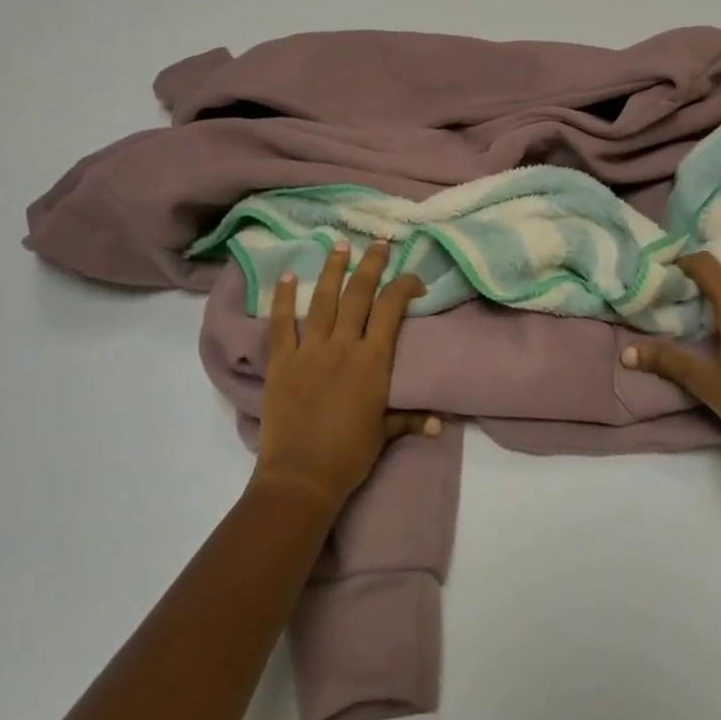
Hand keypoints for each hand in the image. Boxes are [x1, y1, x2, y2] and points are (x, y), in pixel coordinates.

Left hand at [251, 241, 438, 512]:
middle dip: (371, 265)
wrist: (301, 475)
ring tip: (339, 245)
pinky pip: (281, 323)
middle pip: (359, 294)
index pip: (392, 309)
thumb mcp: (384, 434)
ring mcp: (309, 350)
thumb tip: (439, 423)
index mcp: (373, 360)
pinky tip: (286, 275)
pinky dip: (282, 298)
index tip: (413, 279)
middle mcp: (343, 345)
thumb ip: (410, 419)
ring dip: (332, 269)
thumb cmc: (349, 455)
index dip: (405, 287)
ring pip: (322, 299)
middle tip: (379, 244)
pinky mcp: (281, 361)